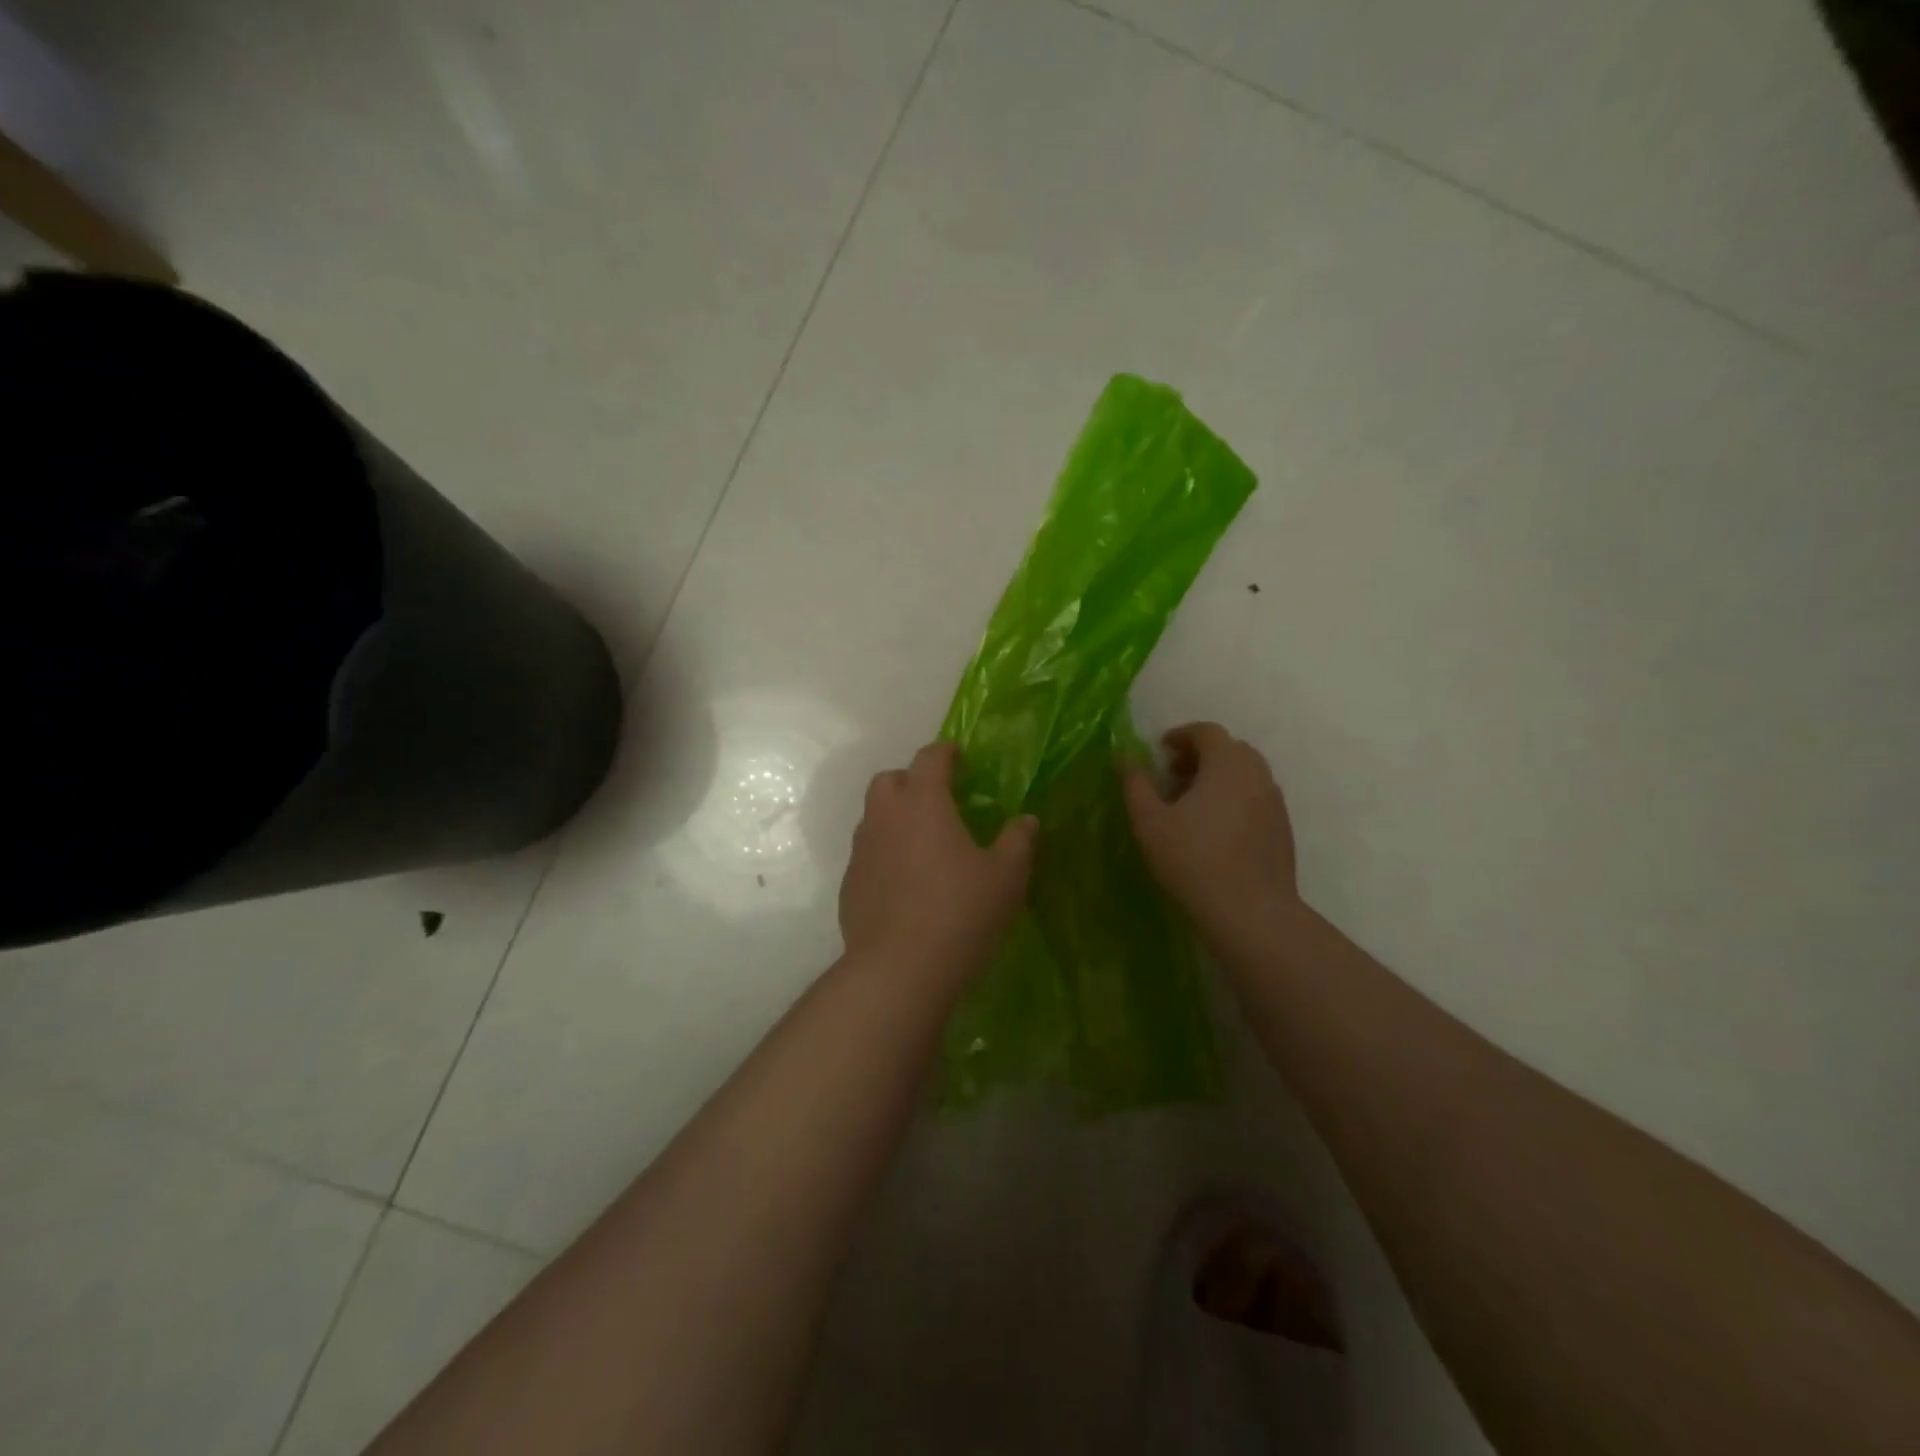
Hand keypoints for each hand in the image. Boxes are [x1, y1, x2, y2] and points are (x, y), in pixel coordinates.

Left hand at [839, 742, 1037, 982]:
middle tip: (938, 798)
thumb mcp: (1006, 877)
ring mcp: (861, 850)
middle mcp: (885, 817)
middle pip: (889, 780)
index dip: (946, 752)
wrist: (900, 969)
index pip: (930, 758)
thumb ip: (1018, 841)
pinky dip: (884, 852)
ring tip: (922, 841)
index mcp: (923, 802)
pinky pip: (867, 853)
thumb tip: (1026, 819)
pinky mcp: (849, 884)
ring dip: (894, 816)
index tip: (959, 756)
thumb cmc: (960, 913)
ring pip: (873, 816)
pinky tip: (904, 881)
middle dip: (911, 780)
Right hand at [1122, 723, 1299, 943]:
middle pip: (1230, 750)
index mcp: (1227, 763)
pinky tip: (1215, 829)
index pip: (1207, 732)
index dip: (1181, 735)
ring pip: (1245, 775)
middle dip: (1200, 756)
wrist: (1251, 912)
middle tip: (1173, 775)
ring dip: (1218, 778)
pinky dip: (1234, 799)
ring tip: (1191, 804)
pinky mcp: (1283, 829)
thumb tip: (1124, 758)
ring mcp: (1275, 802)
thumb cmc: (1193, 860)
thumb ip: (1135, 784)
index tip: (1160, 750)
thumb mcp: (1150, 822)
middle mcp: (1257, 774)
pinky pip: (1256, 799)